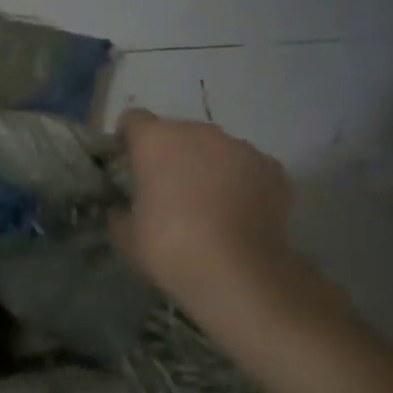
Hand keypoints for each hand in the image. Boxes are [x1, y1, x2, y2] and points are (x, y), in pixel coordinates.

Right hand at [114, 108, 337, 331]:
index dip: (128, 140)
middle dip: (171, 156)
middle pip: (178, 133)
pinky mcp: (272, 168)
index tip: (127, 165)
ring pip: (215, 149)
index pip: (133, 120)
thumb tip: (120, 209)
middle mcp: (199, 132)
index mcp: (156, 141)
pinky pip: (247, 168)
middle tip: (166, 192)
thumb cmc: (168, 248)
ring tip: (206, 206)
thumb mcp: (126, 237)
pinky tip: (237, 214)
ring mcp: (240, 147)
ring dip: (207, 168)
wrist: (236, 272)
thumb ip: (119, 214)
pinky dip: (240, 183)